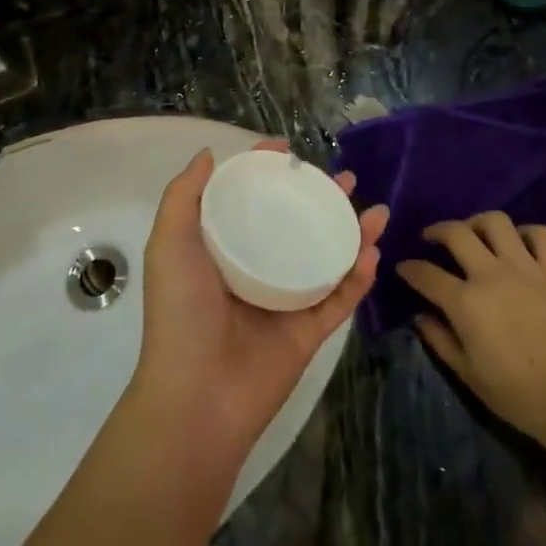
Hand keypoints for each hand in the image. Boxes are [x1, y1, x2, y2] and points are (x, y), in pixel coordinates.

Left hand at [132, 141, 386, 461]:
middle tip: (345, 179)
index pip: (252, 200)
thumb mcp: (169, 243)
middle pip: (297, 223)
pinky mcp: (310, 331)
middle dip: (323, 199)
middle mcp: (258, 268)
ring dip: (353, 232)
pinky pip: (341, 298)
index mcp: (225, 249)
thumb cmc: (181, 311)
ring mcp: (287, 300)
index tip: (289, 151)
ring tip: (375, 210)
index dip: (270, 172)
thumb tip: (207, 154)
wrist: (197, 394)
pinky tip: (373, 251)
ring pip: (327, 256)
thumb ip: (184, 196)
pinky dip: (359, 276)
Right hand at [398, 212, 545, 443]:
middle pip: (456, 233)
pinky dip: (526, 233)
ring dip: (478, 223)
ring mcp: (526, 268)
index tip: (403, 267)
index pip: (426, 274)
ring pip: (496, 222)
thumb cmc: (518, 394)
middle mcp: (491, 274)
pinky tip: (518, 244)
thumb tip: (421, 317)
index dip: (409, 268)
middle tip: (431, 238)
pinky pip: (540, 234)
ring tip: (473, 233)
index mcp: (465, 302)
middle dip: (437, 230)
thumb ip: (440, 341)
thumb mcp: (469, 375)